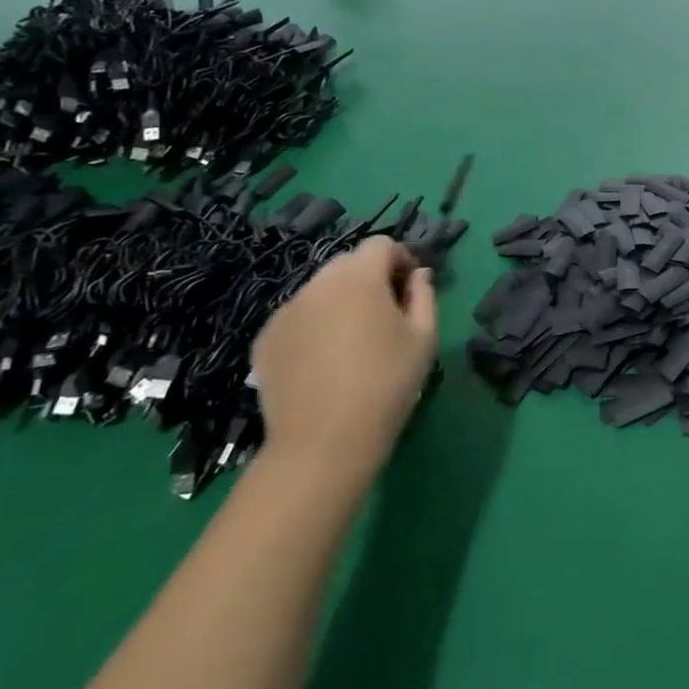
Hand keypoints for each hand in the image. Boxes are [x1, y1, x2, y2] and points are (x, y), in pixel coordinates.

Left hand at [251, 237, 437, 483]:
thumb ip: (424, 295)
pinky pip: (298, 316)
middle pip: (348, 263)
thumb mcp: (424, 338)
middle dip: (370, 278)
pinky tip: (324, 360)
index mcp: (358, 278)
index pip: (380, 245)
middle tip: (385, 314)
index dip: (400, 259)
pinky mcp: (265, 339)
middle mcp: (316, 285)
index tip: (410, 289)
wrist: (323, 444)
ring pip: (320, 290)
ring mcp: (285, 311)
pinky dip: (314, 325)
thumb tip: (418, 275)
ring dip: (341, 301)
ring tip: (352, 341)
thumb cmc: (386, 385)